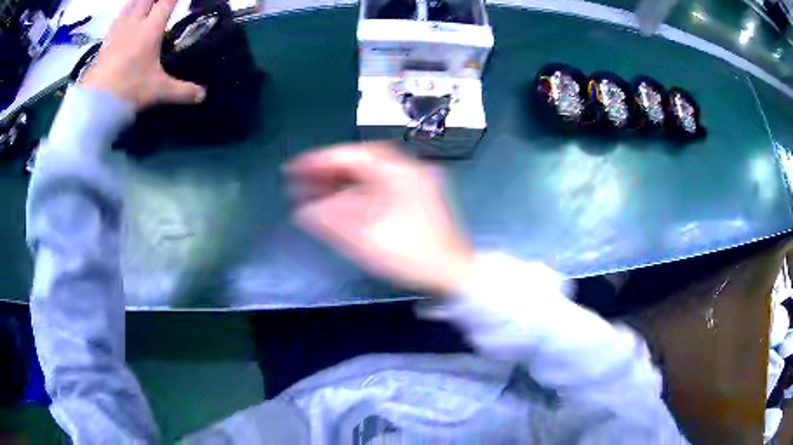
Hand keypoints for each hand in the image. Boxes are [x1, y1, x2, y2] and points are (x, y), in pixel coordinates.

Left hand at [81, 0, 205, 109]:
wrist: (96, 104)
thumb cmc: (129, 90)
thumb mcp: (159, 91)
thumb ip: (182, 91)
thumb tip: (204, 95)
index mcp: (151, 29)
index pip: (168, 1)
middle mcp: (135, 24)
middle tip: (160, 0)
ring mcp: (118, 31)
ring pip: (130, 4)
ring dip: (138, 0)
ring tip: (143, 1)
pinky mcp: (105, 42)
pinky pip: (116, 19)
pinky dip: (123, 12)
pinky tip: (123, 15)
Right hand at [285, 143, 472, 295]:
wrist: (452, 273)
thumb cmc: (411, 256)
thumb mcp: (366, 239)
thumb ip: (331, 221)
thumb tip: (302, 209)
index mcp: (399, 173)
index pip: (351, 156)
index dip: (319, 161)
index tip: (294, 168)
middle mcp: (407, 170)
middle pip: (360, 161)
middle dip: (328, 169)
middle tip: (300, 178)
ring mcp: (412, 182)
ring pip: (368, 173)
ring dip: (340, 179)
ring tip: (313, 188)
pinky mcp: (413, 197)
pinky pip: (377, 185)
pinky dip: (355, 190)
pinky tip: (338, 200)